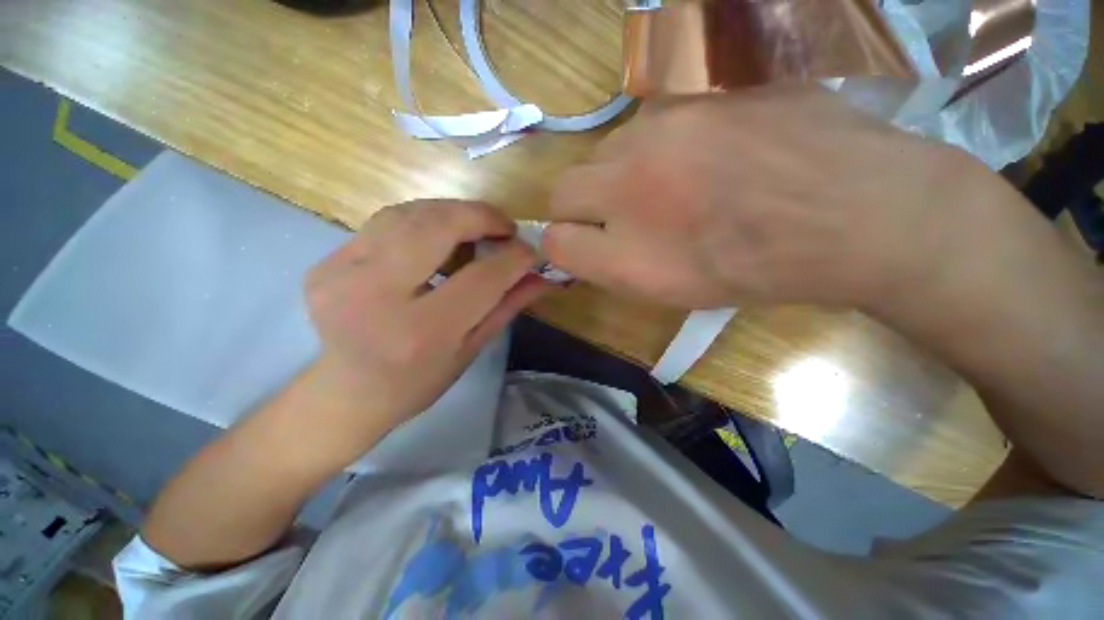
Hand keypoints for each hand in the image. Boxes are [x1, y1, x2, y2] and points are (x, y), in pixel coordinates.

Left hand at [304, 200, 549, 454]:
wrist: (348, 392)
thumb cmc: (419, 380)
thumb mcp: (472, 348)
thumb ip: (508, 305)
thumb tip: (542, 275)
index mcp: (421, 332)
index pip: (481, 278)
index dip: (513, 258)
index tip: (530, 251)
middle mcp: (375, 295)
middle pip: (438, 227)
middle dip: (480, 217)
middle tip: (504, 227)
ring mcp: (341, 273)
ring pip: (410, 214)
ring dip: (452, 214)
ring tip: (473, 229)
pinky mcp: (326, 262)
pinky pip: (387, 222)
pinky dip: (422, 221)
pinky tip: (436, 237)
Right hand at [543, 86, 1017, 310]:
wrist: (856, 214)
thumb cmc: (744, 265)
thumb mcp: (652, 283)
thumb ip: (588, 258)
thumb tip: (558, 237)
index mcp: (617, 201)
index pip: (557, 212)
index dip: (568, 233)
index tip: (590, 245)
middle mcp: (634, 147)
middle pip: (579, 175)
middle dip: (591, 204)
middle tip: (632, 224)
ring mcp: (676, 107)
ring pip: (618, 147)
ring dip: (629, 174)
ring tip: (676, 195)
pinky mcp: (714, 84)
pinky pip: (661, 120)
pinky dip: (666, 147)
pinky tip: (707, 164)